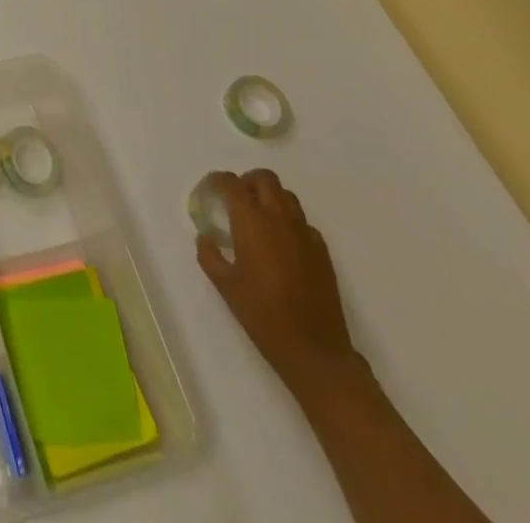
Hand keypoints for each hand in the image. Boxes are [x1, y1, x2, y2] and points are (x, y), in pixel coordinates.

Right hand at [196, 169, 362, 397]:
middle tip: (235, 201)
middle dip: (247, 182)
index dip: (217, 181)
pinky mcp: (322, 252)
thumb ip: (210, 255)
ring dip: (270, 198)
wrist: (315, 351)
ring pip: (287, 196)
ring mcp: (305, 234)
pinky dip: (289, 222)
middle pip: (264, 178)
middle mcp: (279, 218)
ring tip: (258, 220)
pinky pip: (303, 222)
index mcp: (252, 221)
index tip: (209, 192)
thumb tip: (206, 237)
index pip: (231, 183)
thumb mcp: (225, 286)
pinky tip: (282, 246)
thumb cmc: (263, 315)